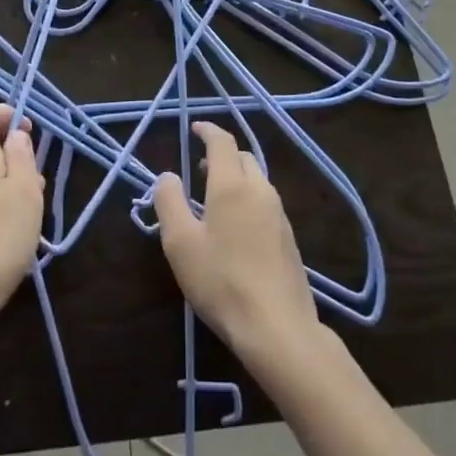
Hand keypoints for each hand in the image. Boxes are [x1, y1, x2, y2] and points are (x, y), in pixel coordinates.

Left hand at [0, 105, 45, 333]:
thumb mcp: (23, 189)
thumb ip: (21, 154)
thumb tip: (15, 133)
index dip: (6, 114)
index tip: (30, 133)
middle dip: (18, 156)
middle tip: (37, 183)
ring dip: (15, 184)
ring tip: (32, 213)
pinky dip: (5, 206)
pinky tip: (18, 234)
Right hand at [153, 122, 320, 370]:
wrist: (277, 327)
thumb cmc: (221, 281)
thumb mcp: (180, 243)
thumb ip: (169, 202)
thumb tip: (167, 175)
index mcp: (232, 185)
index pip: (222, 142)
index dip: (207, 130)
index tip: (194, 128)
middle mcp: (260, 190)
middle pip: (242, 157)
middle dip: (221, 155)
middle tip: (198, 167)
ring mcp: (279, 214)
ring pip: (257, 180)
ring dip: (235, 177)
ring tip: (214, 197)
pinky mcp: (289, 238)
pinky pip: (265, 202)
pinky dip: (248, 198)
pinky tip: (236, 227)